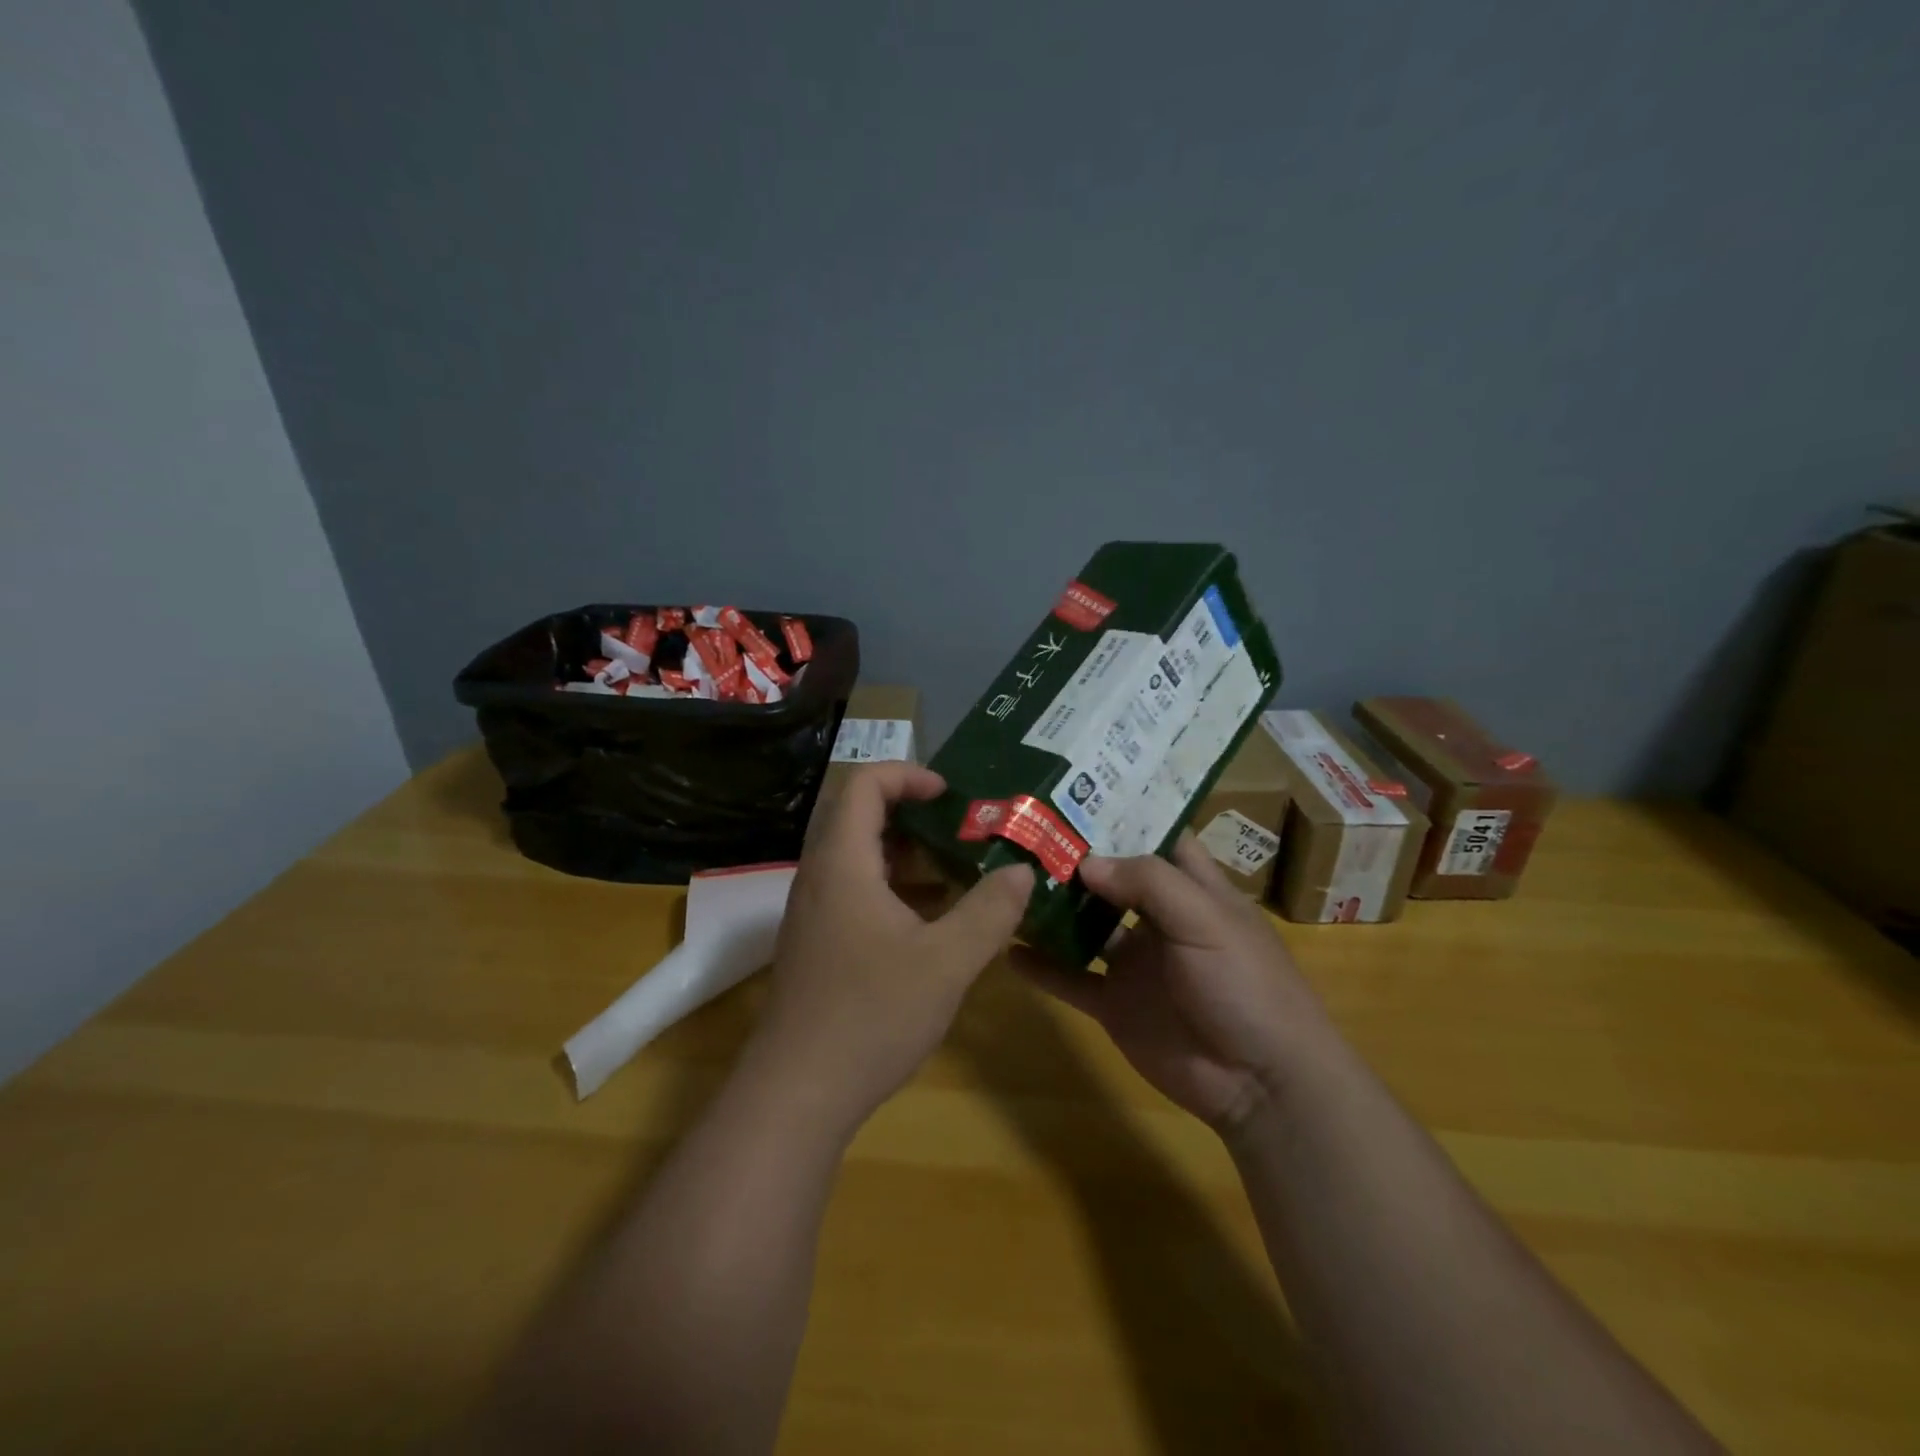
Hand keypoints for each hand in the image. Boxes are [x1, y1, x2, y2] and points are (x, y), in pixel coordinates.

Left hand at [747, 763, 1033, 1134]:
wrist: (797, 1094)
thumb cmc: (871, 1015)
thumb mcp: (946, 961)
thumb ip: (989, 911)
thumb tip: (1022, 872)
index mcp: (842, 863)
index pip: (865, 784)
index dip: (908, 775)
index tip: (951, 794)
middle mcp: (820, 877)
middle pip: (860, 817)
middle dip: (915, 815)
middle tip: (963, 831)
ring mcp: (814, 913)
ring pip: (860, 859)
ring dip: (907, 855)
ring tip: (958, 871)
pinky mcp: (818, 944)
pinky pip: (856, 893)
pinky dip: (894, 890)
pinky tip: (932, 922)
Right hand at [1016, 834, 1333, 1131]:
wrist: (1261, 1083)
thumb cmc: (1246, 985)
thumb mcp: (1206, 920)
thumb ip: (1148, 883)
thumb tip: (1086, 862)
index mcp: (1193, 889)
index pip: (1157, 838)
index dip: (1124, 816)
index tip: (1076, 794)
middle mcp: (1160, 919)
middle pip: (1112, 878)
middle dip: (1074, 858)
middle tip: (1024, 831)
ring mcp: (1135, 963)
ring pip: (1085, 926)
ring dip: (1053, 908)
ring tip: (1006, 881)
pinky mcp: (1115, 1004)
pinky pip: (1071, 979)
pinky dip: (1042, 967)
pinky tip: (1008, 948)